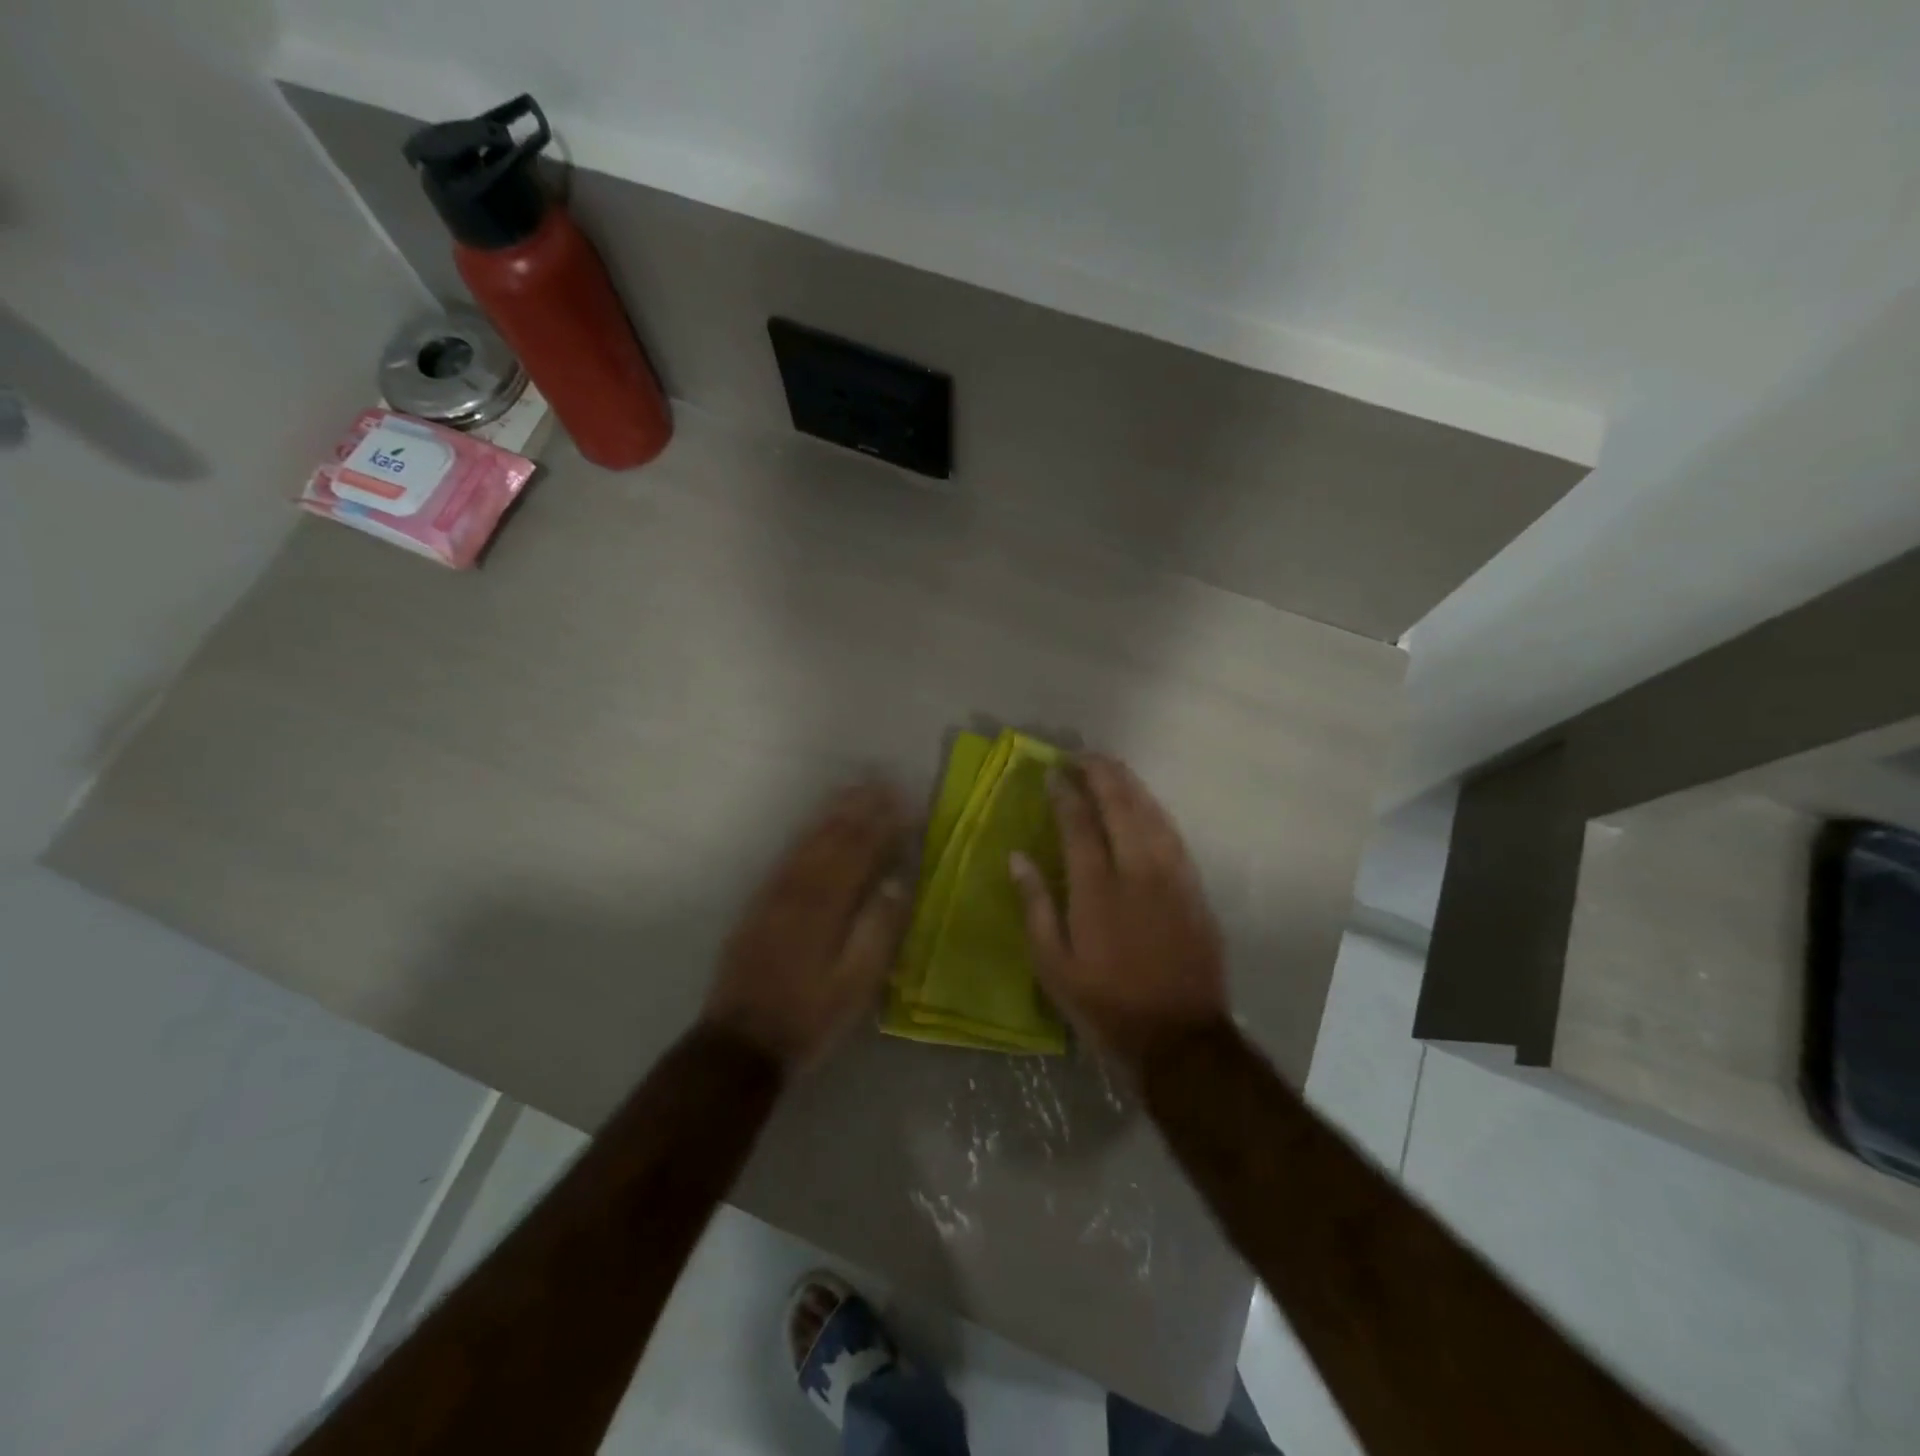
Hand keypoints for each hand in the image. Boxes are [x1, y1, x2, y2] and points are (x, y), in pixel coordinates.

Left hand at [704, 781, 911, 1073]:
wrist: (740, 1044)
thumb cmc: (809, 1017)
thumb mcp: (855, 985)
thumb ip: (878, 931)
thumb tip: (897, 882)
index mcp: (826, 906)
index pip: (860, 853)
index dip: (883, 825)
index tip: (905, 802)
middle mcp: (799, 889)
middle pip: (832, 838)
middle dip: (859, 808)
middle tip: (881, 781)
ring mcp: (774, 894)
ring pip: (807, 841)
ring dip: (832, 812)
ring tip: (852, 790)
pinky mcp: (758, 904)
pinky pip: (786, 855)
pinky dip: (805, 833)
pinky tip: (814, 825)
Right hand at [1011, 755, 1227, 1071]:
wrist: (1180, 1038)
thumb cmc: (1106, 1004)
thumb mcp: (1053, 966)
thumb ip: (1035, 906)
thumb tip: (1017, 857)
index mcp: (1097, 890)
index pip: (1079, 824)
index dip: (1065, 793)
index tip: (1052, 773)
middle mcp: (1137, 872)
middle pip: (1120, 806)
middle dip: (1100, 774)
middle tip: (1082, 755)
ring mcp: (1172, 877)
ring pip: (1151, 814)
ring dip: (1129, 785)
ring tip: (1111, 766)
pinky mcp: (1194, 888)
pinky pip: (1173, 834)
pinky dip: (1155, 810)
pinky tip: (1145, 802)